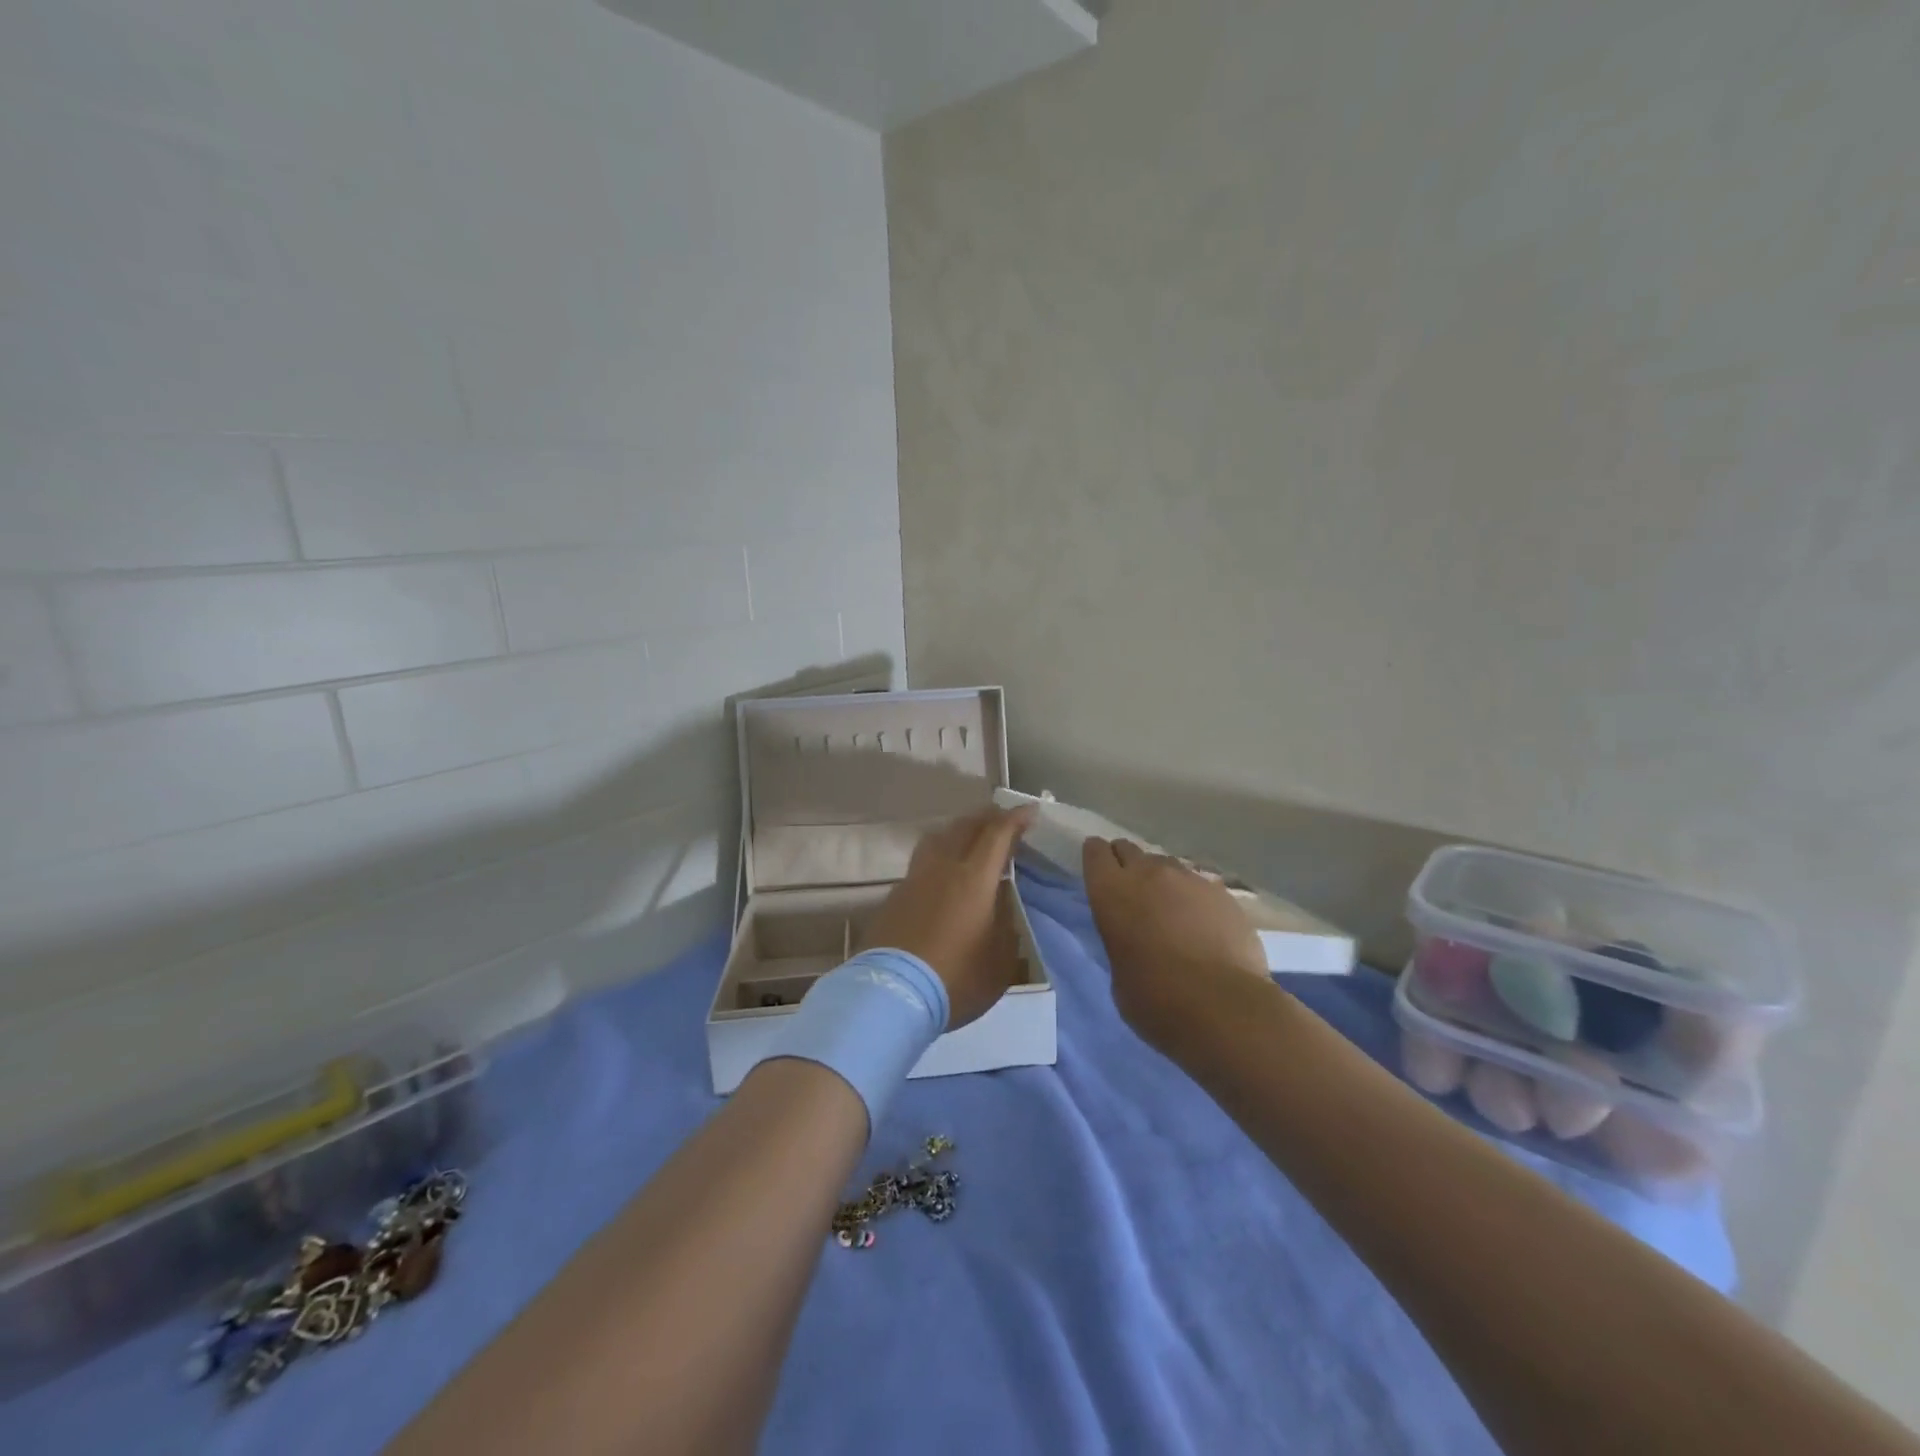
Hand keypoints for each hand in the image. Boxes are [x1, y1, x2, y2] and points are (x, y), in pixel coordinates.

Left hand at [862, 805, 1034, 1028]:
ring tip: (969, 838)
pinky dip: (939, 856)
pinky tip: (942, 874)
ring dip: (958, 831)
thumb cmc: (956, 979)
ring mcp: (914, 879)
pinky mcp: (894, 896)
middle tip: (1002, 820)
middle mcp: (943, 868)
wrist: (892, 994)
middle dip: (987, 818)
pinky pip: (922, 862)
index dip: (1015, 819)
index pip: (997, 834)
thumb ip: (1005, 924)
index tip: (1030, 811)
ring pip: (938, 838)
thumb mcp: (999, 960)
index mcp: (974, 878)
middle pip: (965, 827)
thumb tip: (1000, 902)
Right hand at [1082, 837, 1266, 1050]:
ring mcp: (1189, 879)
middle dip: (1127, 864)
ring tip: (1170, 909)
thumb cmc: (1154, 999)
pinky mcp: (1223, 893)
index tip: (1099, 871)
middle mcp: (1148, 874)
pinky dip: (1195, 899)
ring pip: (1167, 866)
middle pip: (1130, 850)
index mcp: (1111, 891)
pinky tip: (1202, 924)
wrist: (1222, 1006)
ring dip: (1162, 881)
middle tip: (1131, 890)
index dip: (1096, 858)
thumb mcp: (1118, 971)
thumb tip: (1135, 939)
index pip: (1095, 852)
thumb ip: (1121, 940)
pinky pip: (1200, 886)